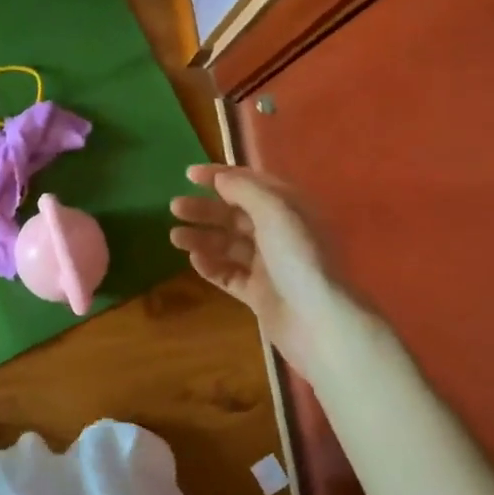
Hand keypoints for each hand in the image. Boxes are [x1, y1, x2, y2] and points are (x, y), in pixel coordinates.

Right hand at [169, 163, 344, 379]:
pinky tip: (194, 260)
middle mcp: (280, 232)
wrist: (318, 321)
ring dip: (202, 237)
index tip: (188, 174)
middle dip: (205, 208)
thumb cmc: (298, 256)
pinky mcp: (260, 294)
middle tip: (175, 207)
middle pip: (236, 214)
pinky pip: (230, 275)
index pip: (251, 183)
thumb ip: (245, 189)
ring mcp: (269, 265)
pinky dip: (211, 266)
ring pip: (229, 245)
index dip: (220, 175)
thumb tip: (221, 178)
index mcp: (289, 207)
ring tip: (175, 237)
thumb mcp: (274, 210)